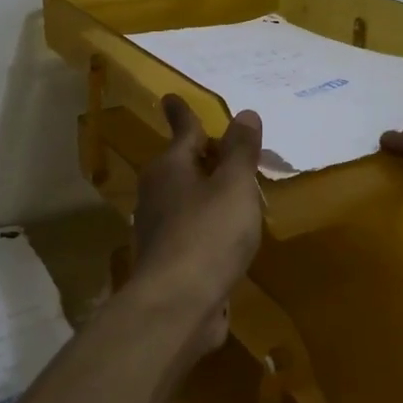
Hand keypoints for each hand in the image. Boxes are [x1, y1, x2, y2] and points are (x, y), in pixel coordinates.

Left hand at [129, 95, 264, 353]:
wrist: (178, 305)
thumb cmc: (208, 233)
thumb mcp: (234, 185)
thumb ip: (241, 150)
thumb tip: (244, 113)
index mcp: (170, 167)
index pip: (182, 130)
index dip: (183, 113)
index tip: (170, 97)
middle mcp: (157, 192)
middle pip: (182, 164)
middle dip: (203, 155)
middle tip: (227, 146)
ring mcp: (160, 229)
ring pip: (187, 198)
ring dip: (208, 191)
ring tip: (236, 189)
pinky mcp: (168, 261)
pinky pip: (193, 229)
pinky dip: (209, 223)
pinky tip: (229, 233)